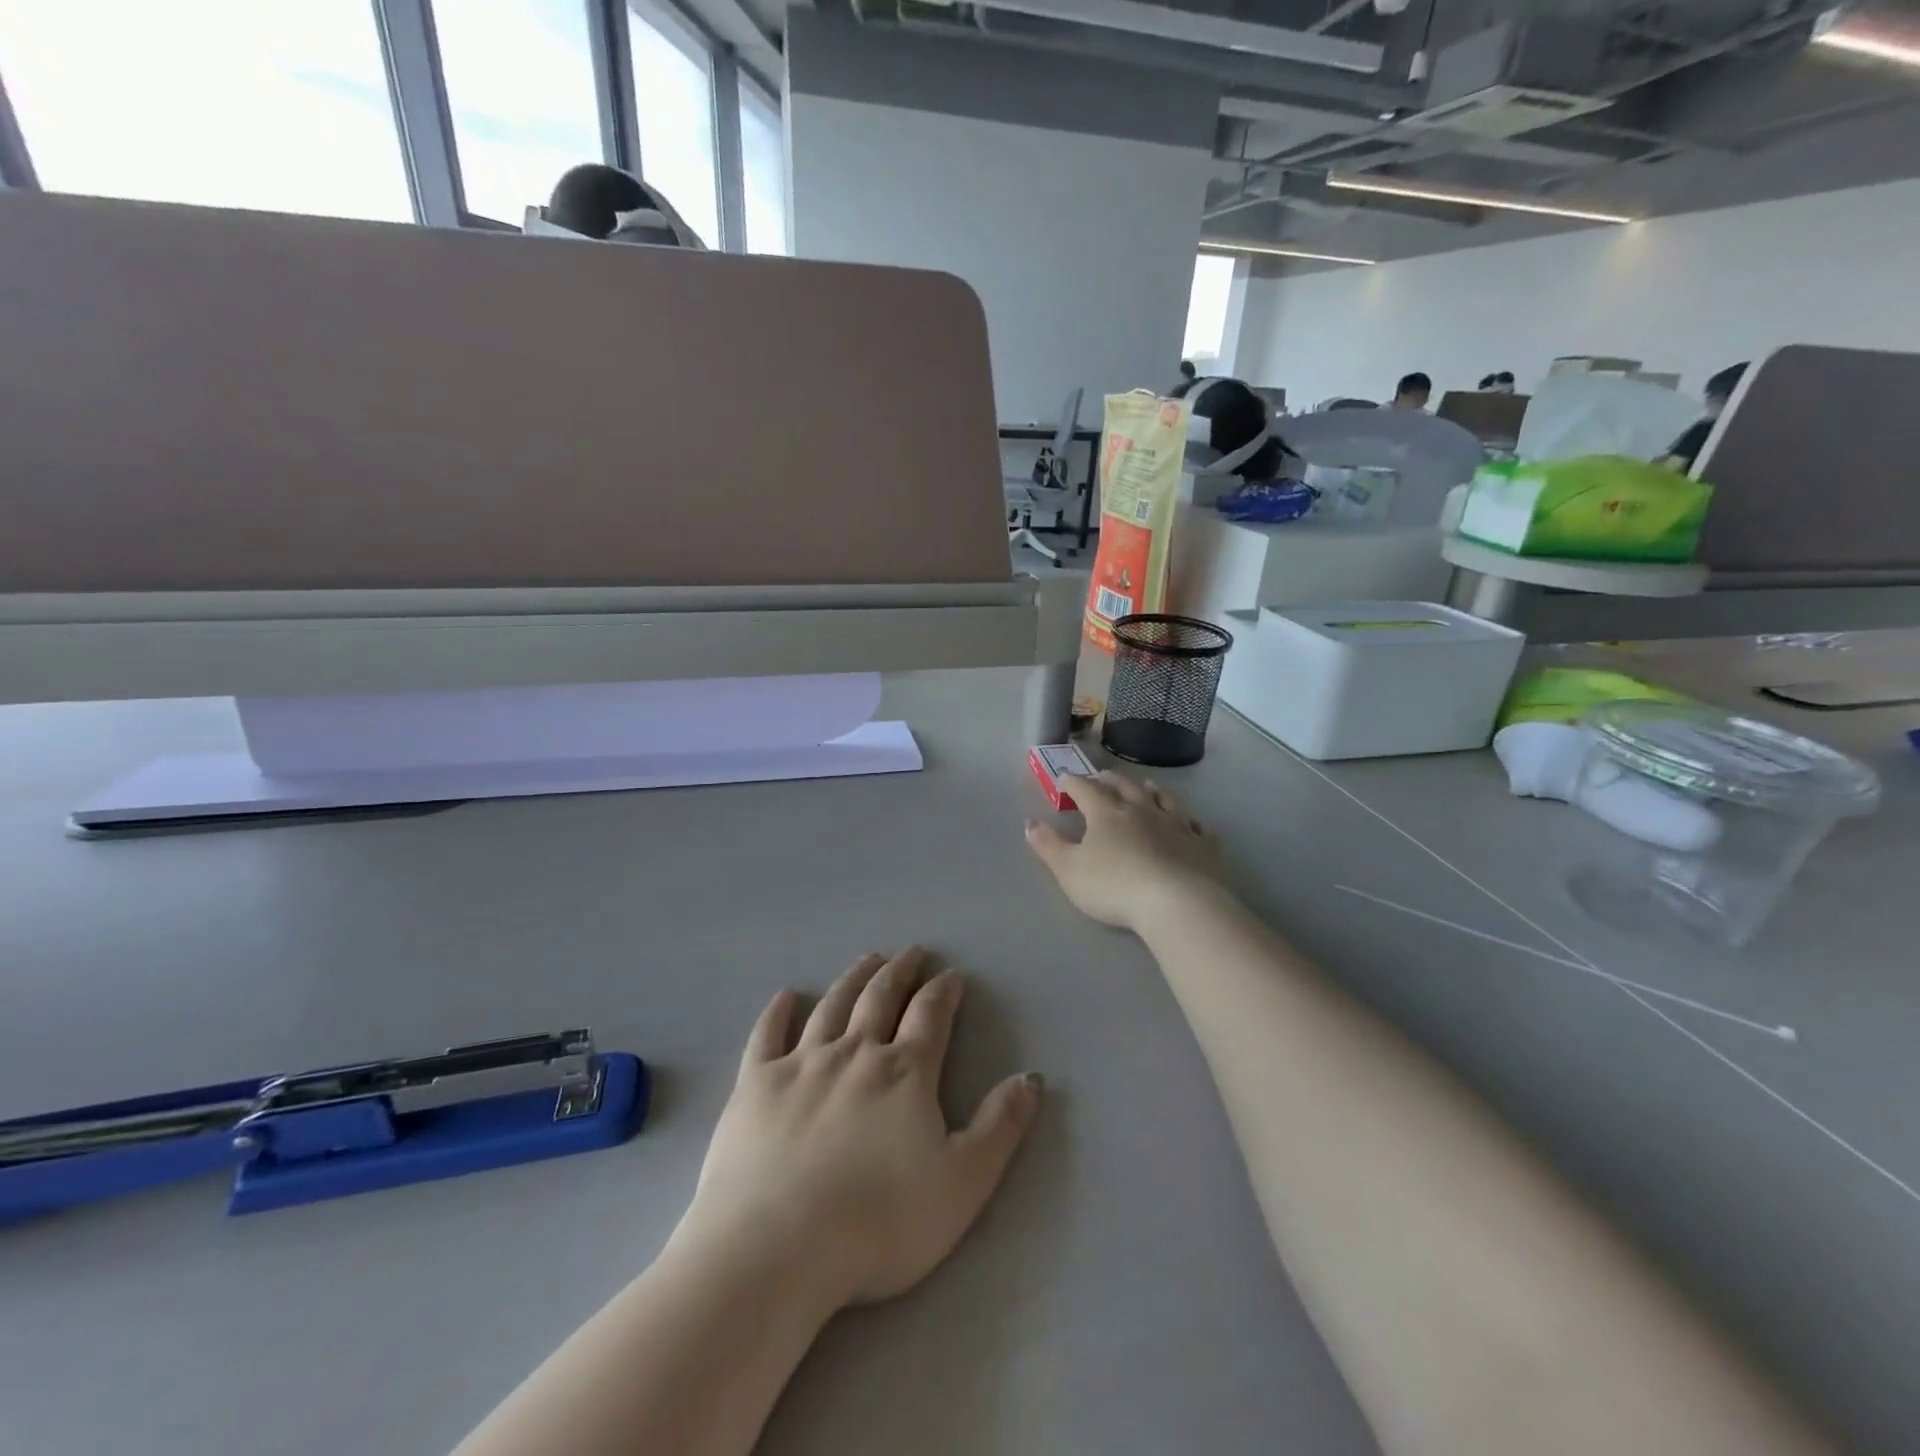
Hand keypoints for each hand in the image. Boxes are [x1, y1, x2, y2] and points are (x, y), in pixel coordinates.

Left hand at [675, 949, 1041, 1312]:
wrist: (777, 1248)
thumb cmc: (880, 1223)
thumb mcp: (963, 1183)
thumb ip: (1000, 1127)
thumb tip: (1031, 1078)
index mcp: (904, 1073)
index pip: (930, 1017)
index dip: (943, 992)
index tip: (951, 975)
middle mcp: (854, 1053)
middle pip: (880, 999)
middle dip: (900, 972)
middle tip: (911, 952)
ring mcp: (800, 1064)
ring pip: (832, 1006)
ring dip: (853, 979)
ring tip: (867, 959)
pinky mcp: (755, 1085)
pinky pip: (767, 1035)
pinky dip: (778, 1011)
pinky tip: (786, 995)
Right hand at [1025, 771, 1225, 932]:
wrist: (1177, 903)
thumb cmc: (1114, 886)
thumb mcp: (1068, 870)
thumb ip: (1048, 845)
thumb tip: (1030, 822)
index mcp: (1107, 813)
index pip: (1085, 789)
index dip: (1072, 782)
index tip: (1063, 779)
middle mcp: (1143, 810)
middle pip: (1125, 787)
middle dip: (1110, 780)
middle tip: (1102, 776)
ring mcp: (1177, 825)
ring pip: (1163, 799)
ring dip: (1152, 790)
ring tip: (1146, 786)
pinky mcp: (1202, 846)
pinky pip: (1198, 827)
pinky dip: (1191, 822)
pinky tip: (1192, 823)